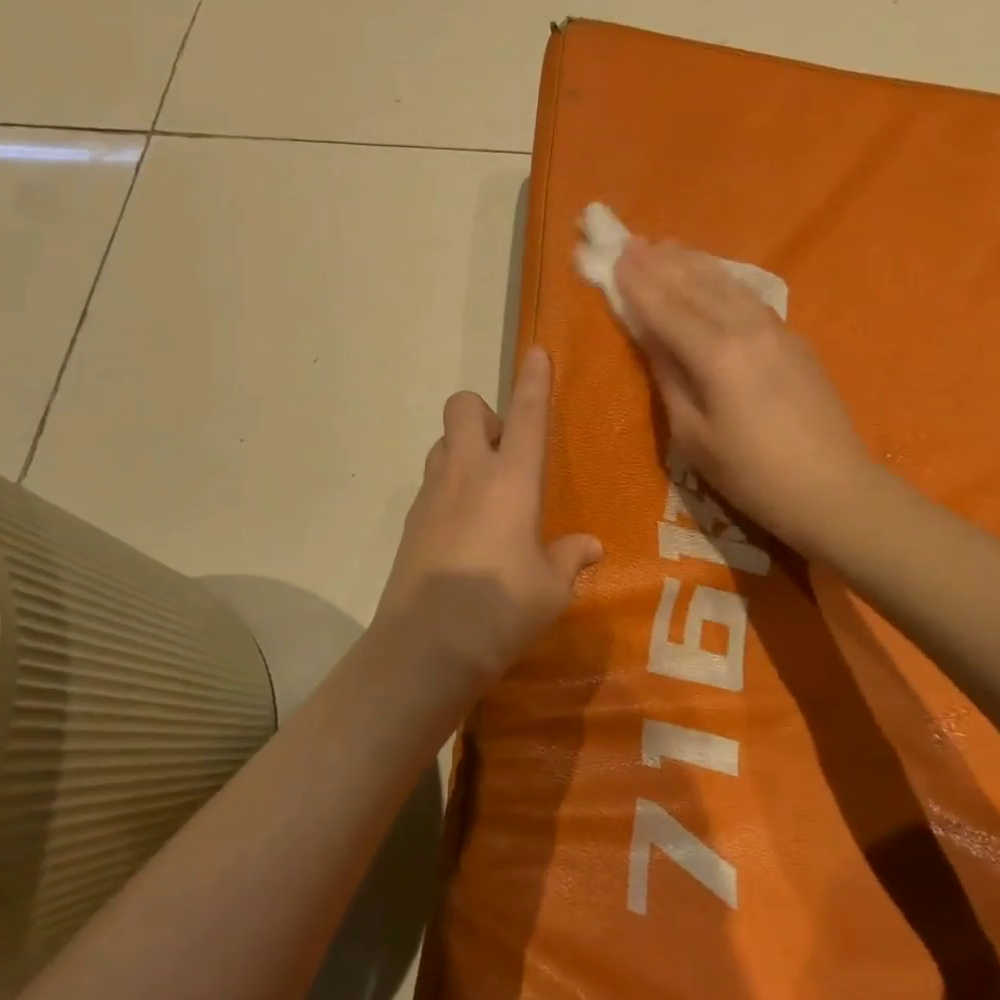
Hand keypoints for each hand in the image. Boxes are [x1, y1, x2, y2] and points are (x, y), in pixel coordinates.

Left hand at [373, 346, 601, 688]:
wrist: (425, 646)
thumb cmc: (500, 611)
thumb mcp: (551, 590)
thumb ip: (569, 559)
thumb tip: (589, 546)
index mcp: (511, 481)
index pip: (526, 415)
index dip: (534, 380)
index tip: (537, 353)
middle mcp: (467, 474)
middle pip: (463, 407)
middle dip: (484, 414)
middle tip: (505, 453)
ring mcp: (431, 495)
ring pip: (442, 443)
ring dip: (463, 449)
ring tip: (485, 491)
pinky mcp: (410, 522)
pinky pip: (431, 482)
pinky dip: (448, 487)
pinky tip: (463, 529)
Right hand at [614, 237, 874, 553]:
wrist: (830, 488)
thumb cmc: (750, 474)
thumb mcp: (693, 435)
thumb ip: (670, 379)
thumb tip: (652, 339)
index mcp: (716, 355)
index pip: (666, 309)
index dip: (638, 285)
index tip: (615, 258)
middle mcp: (746, 329)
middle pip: (696, 287)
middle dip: (660, 265)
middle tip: (631, 242)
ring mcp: (776, 330)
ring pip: (726, 285)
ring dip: (693, 264)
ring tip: (666, 246)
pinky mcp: (793, 339)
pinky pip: (749, 297)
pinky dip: (723, 280)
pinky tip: (713, 276)